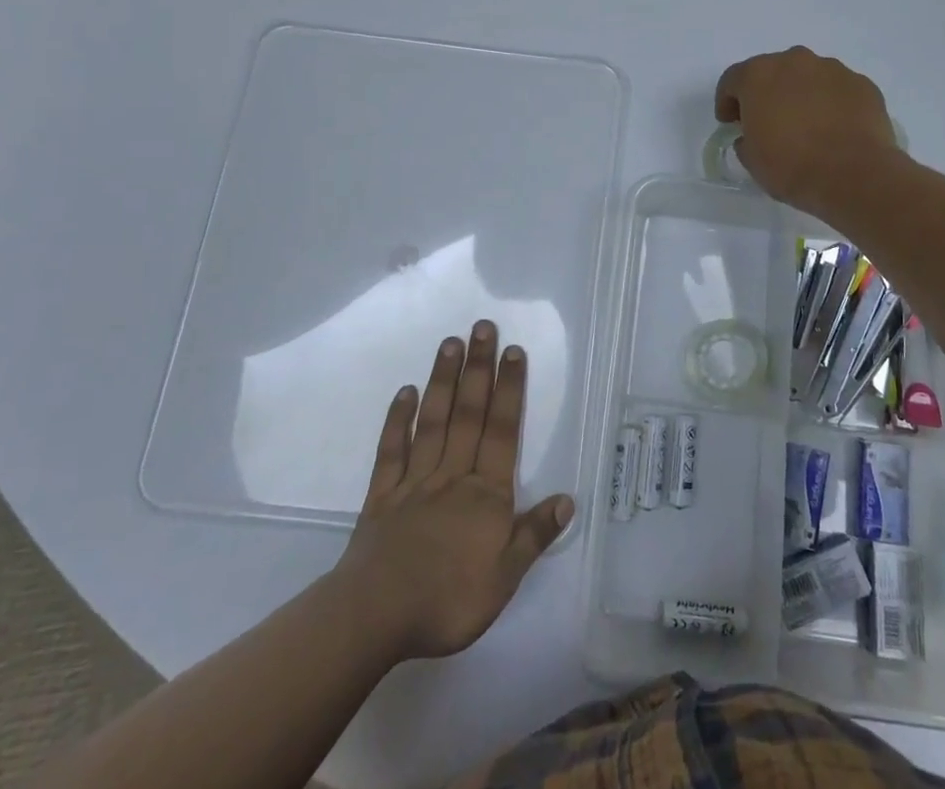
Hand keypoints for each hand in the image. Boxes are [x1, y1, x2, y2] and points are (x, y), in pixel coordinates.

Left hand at [331, 321, 574, 662]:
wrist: (376, 617)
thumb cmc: (447, 601)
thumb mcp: (504, 579)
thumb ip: (534, 535)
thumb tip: (568, 498)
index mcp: (485, 494)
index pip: (502, 431)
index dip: (509, 390)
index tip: (514, 351)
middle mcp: (452, 475)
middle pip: (469, 414)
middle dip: (479, 368)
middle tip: (483, 327)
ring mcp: (415, 481)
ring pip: (433, 421)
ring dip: (443, 380)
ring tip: (450, 343)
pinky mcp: (382, 495)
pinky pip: (392, 450)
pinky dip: (398, 419)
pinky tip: (404, 392)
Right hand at [714, 47, 899, 216]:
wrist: (854, 176)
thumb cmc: (792, 166)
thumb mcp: (752, 160)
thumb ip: (746, 139)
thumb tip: (753, 136)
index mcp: (758, 75)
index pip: (732, 80)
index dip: (727, 102)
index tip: (730, 123)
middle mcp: (794, 61)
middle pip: (772, 71)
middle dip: (766, 93)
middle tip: (768, 122)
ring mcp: (833, 69)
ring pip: (808, 77)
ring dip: (801, 94)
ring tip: (807, 126)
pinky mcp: (862, 84)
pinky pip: (837, 90)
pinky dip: (831, 103)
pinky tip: (835, 129)